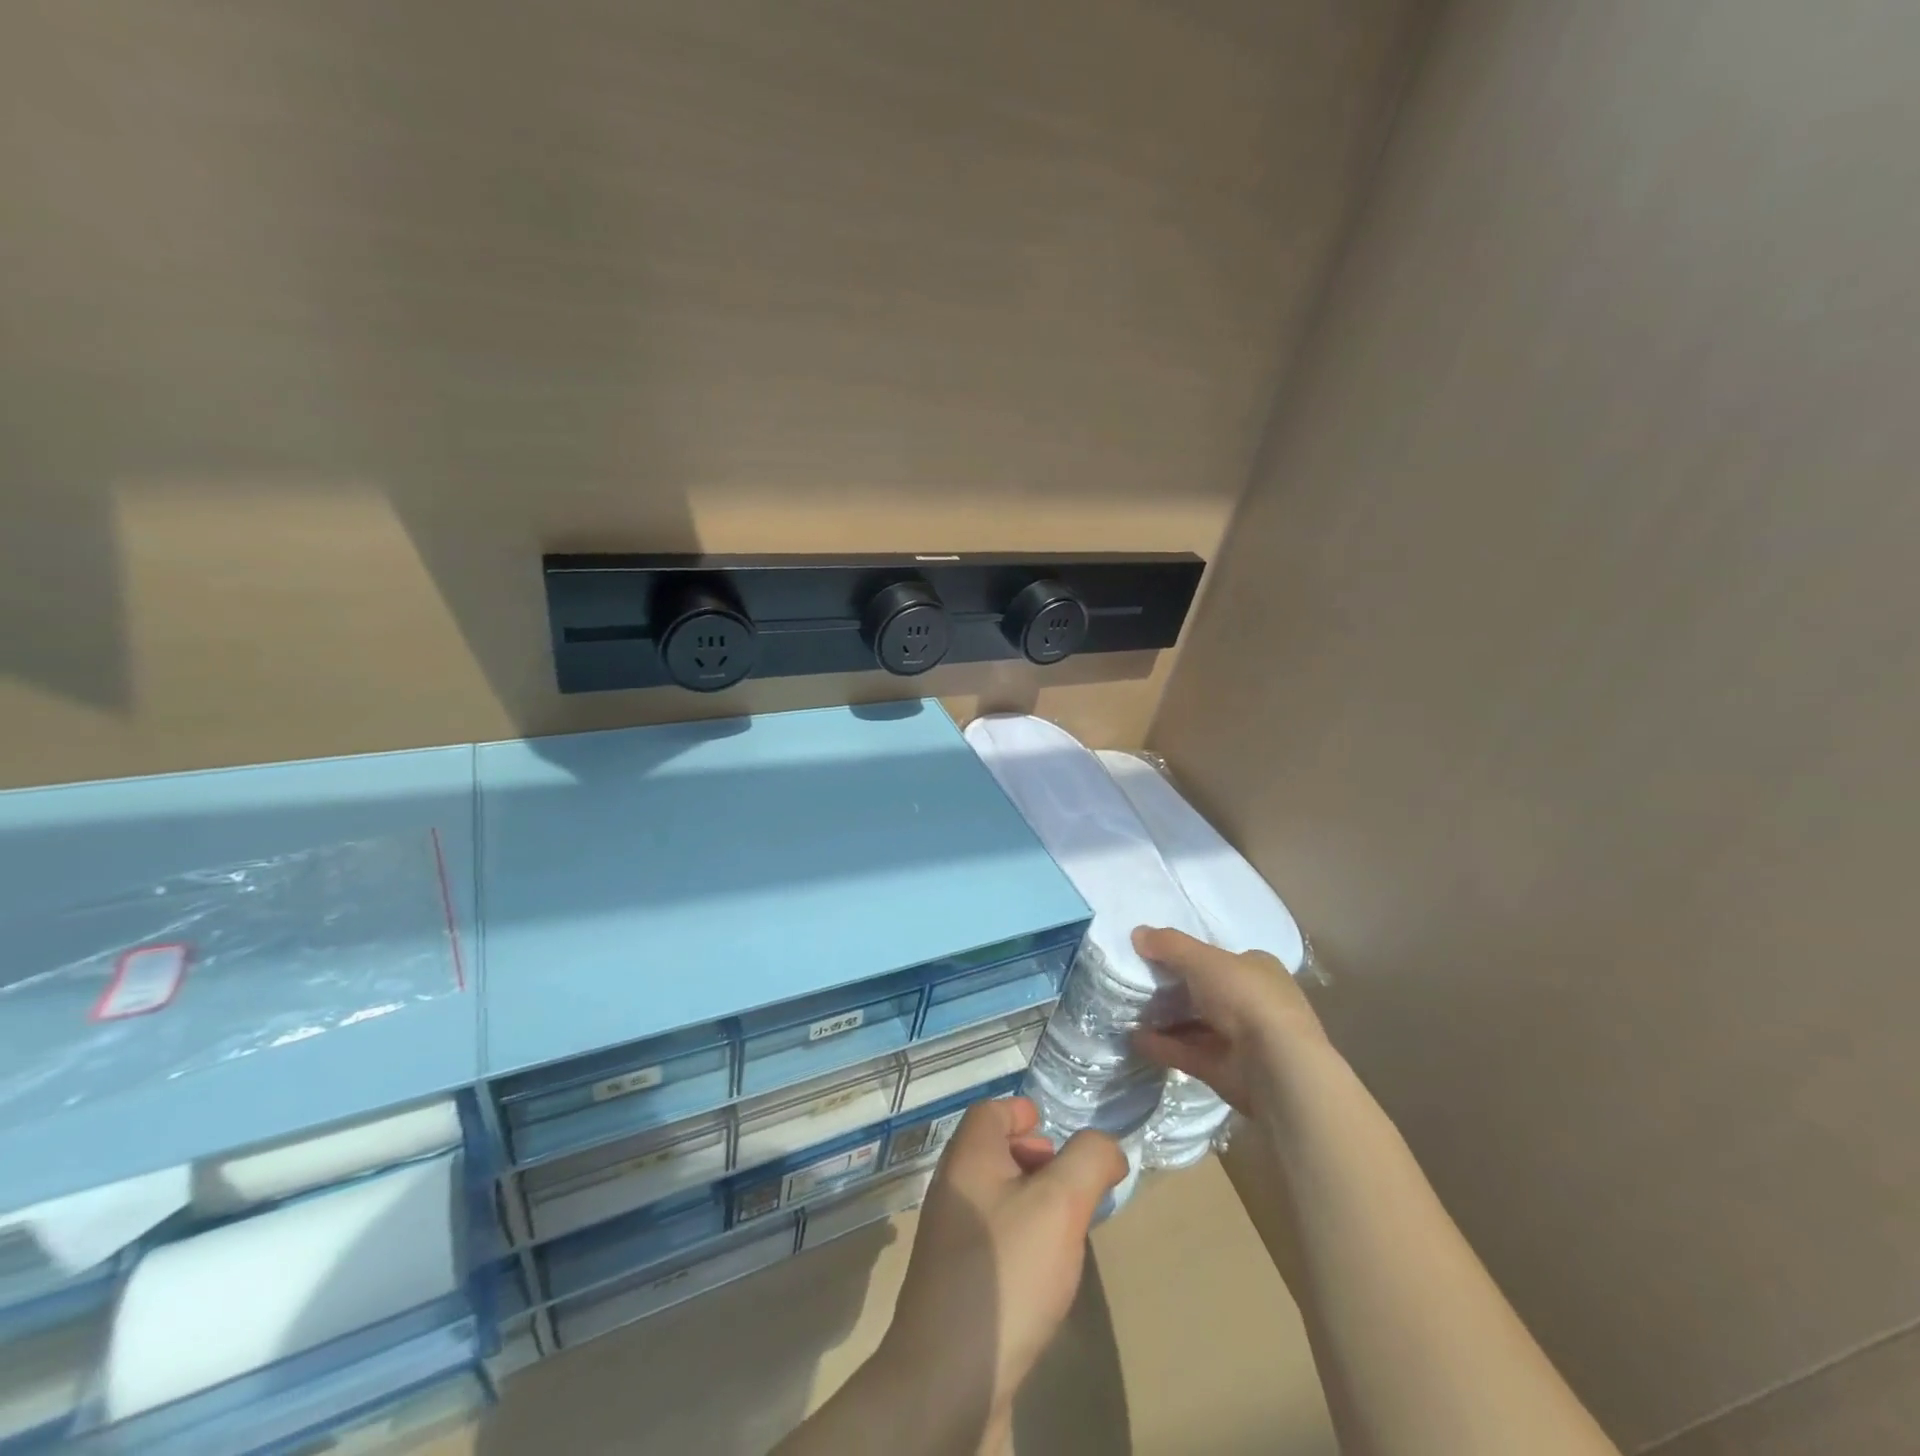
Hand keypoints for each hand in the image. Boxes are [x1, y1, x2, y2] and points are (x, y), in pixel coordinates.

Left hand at [879, 1097, 1126, 1452]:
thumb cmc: (1006, 1271)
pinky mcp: (955, 1283)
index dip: (1023, 1113)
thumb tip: (1106, 1146)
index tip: (1053, 1129)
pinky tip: (1043, 1272)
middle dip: (1034, 1158)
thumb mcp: (1061, 1203)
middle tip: (1070, 1182)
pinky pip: (993, 1239)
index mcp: (968, 1158)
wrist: (947, 1379)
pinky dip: (1020, 1239)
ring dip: (1031, 1201)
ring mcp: (949, 1239)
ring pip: (995, 1198)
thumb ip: (1089, 1160)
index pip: (991, 1112)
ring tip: (1066, 1227)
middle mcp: (952, 1190)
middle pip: (993, 1152)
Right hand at [1132, 926, 1326, 1115]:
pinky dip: (1163, 1046)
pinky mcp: (1225, 1069)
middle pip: (1205, 991)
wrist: (1277, 1067)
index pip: (1220, 957)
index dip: (1189, 955)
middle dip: (1173, 989)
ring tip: (1128, 1011)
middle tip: (1136, 982)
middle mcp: (1253, 1002)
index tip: (1155, 955)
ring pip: (1195, 1024)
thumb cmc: (1246, 998)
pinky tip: (1135, 1039)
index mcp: (1258, 969)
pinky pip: (1187, 1052)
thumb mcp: (1203, 960)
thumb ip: (1169, 945)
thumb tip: (1136, 932)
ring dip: (1164, 1019)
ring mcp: (1240, 1038)